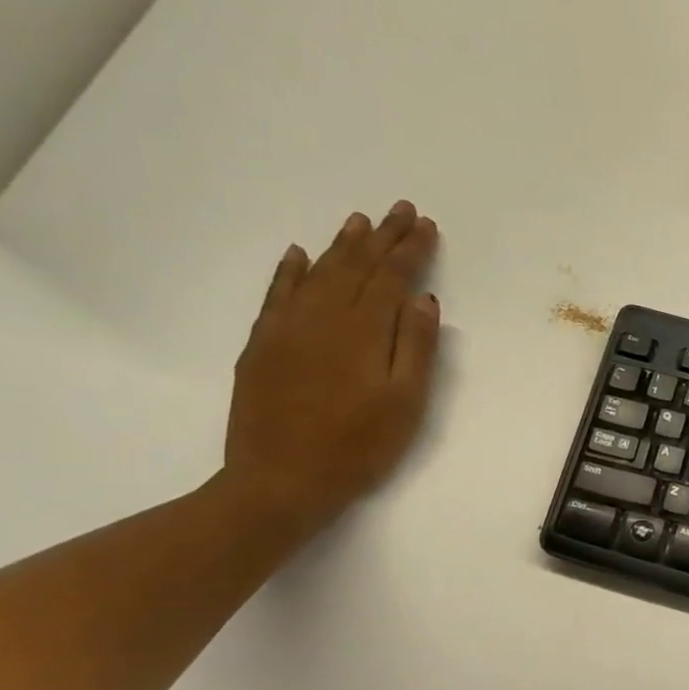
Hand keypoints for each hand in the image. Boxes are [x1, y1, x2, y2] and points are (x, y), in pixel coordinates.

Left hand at [223, 202, 441, 533]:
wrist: (281, 480)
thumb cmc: (359, 446)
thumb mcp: (406, 403)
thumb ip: (416, 348)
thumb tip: (423, 300)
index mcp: (364, 331)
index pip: (392, 278)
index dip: (411, 250)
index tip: (426, 225)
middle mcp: (323, 317)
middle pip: (356, 266)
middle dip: (381, 237)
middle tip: (398, 209)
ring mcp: (287, 328)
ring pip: (318, 273)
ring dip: (341, 245)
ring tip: (359, 221)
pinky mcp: (262, 345)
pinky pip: (277, 294)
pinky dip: (290, 270)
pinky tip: (299, 254)